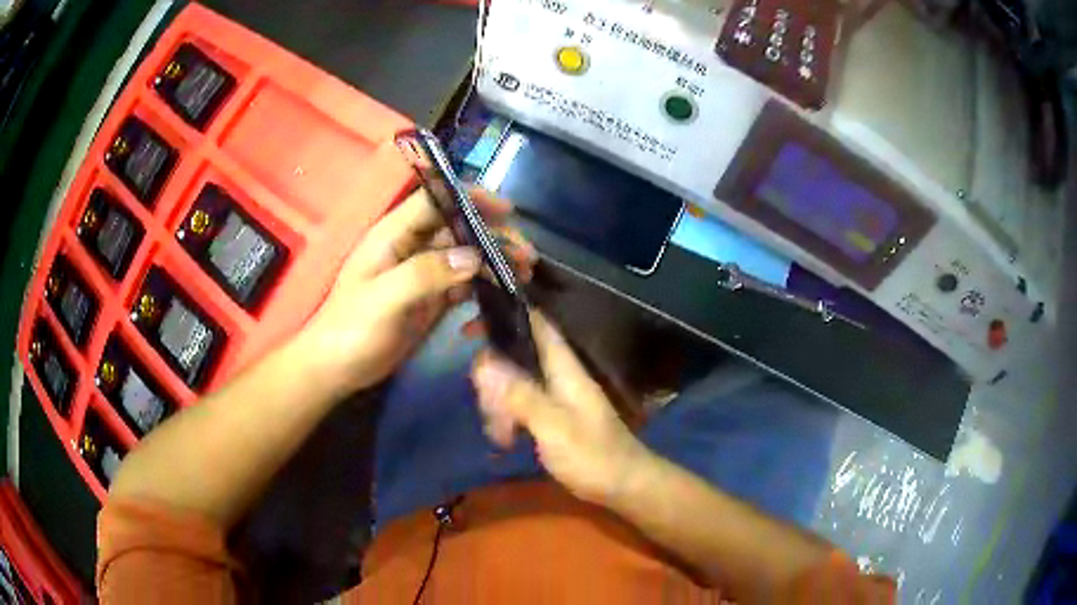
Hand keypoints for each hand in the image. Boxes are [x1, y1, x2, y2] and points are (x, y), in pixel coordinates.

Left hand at [304, 188, 534, 392]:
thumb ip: (425, 274)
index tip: (507, 210)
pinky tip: (501, 300)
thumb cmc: (351, 329)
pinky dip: (484, 288)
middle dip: (494, 236)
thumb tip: (474, 257)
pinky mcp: (431, 299)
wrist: (338, 368)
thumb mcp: (384, 299)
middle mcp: (411, 248)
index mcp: (394, 235)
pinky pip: (464, 285)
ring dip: (495, 263)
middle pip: (459, 229)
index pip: (436, 201)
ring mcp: (423, 274)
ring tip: (525, 276)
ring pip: (466, 257)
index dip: (470, 198)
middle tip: (527, 256)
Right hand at [471, 311, 649, 504]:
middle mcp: (559, 376)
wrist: (623, 486)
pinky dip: (507, 419)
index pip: (536, 324)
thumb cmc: (594, 456)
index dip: (506, 316)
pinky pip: (519, 407)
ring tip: (500, 437)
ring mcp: (555, 398)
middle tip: (489, 412)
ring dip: (498, 406)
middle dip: (493, 380)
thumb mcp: (553, 426)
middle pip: (515, 358)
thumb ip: (520, 395)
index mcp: (564, 368)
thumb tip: (482, 362)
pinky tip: (504, 441)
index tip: (471, 326)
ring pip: (513, 385)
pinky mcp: (551, 418)